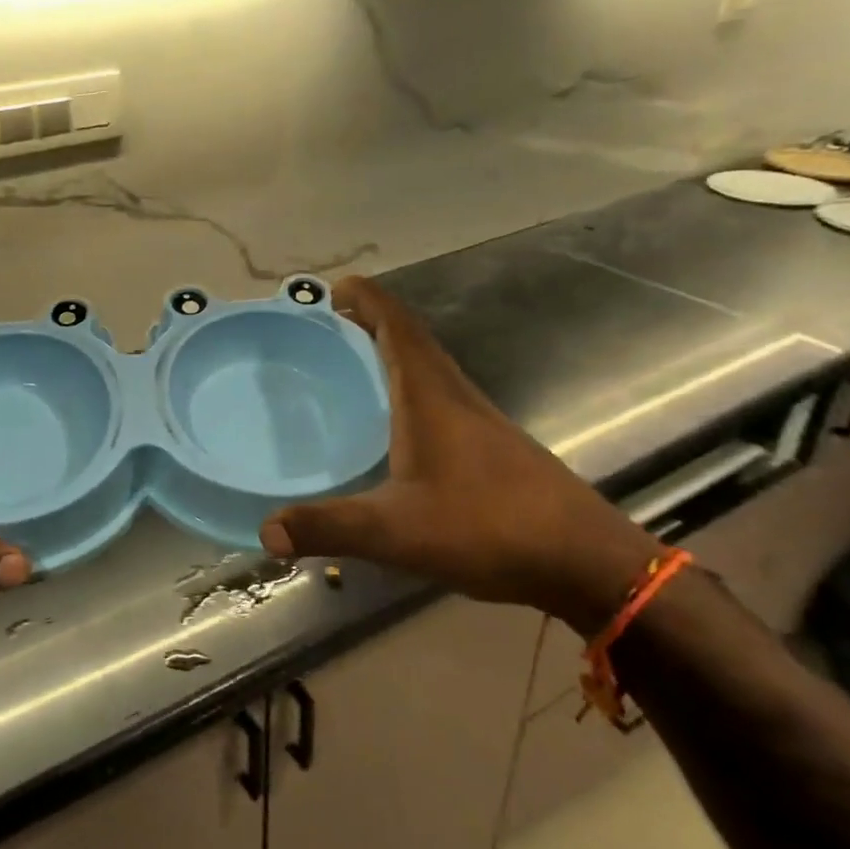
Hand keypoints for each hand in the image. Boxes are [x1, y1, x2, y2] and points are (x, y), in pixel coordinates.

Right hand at [261, 277, 657, 633]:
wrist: (584, 561)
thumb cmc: (487, 528)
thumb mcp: (395, 532)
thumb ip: (328, 528)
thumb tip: (265, 530)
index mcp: (429, 395)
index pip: (396, 325)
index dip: (366, 298)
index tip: (332, 287)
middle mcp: (455, 394)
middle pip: (410, 337)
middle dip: (369, 320)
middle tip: (325, 325)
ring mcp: (478, 418)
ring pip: (427, 366)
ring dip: (390, 351)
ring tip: (349, 363)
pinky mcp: (491, 444)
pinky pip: (439, 394)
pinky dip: (408, 385)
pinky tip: (393, 422)